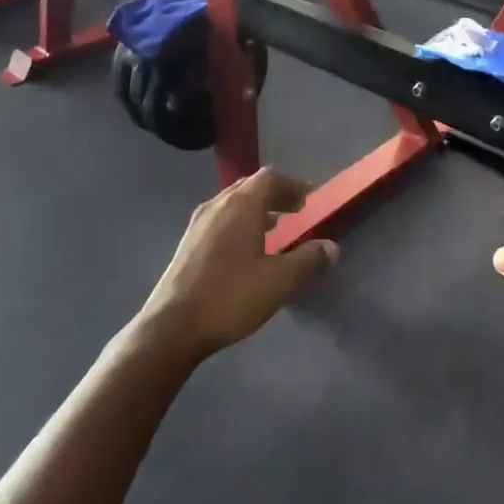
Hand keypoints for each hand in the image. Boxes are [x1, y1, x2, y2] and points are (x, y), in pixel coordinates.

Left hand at [138, 168, 336, 360]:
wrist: (172, 326)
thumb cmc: (230, 296)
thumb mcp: (279, 281)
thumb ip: (308, 260)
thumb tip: (332, 247)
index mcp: (242, 204)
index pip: (270, 178)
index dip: (292, 184)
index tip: (308, 198)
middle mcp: (218, 204)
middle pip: (250, 186)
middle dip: (275, 194)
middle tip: (295, 210)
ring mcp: (199, 223)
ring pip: (233, 202)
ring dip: (256, 208)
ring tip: (274, 227)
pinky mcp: (187, 243)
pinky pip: (220, 218)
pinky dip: (239, 222)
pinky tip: (245, 248)